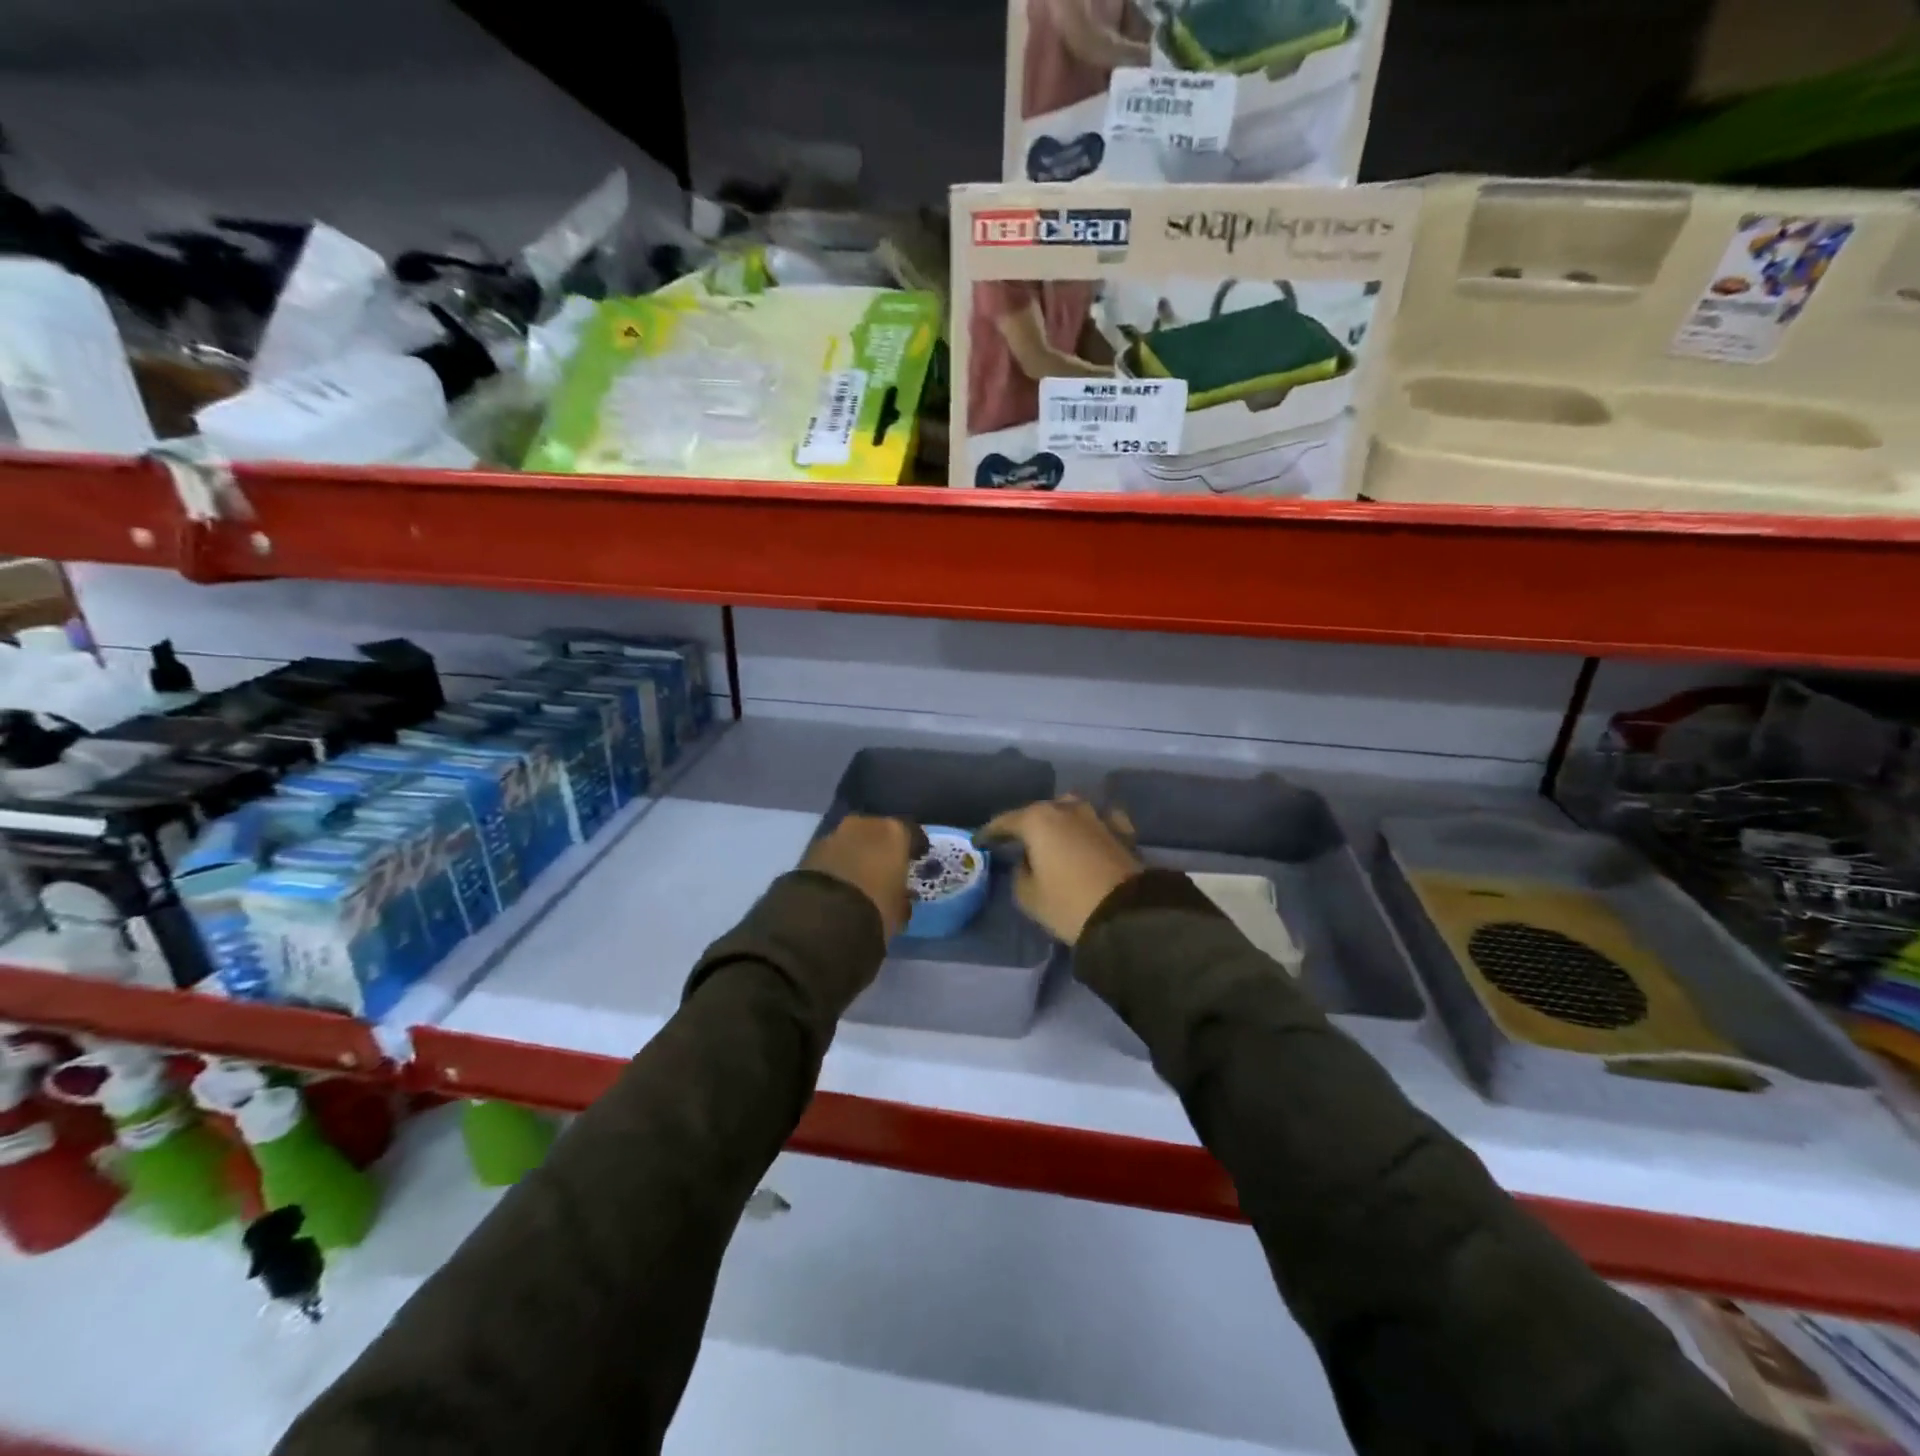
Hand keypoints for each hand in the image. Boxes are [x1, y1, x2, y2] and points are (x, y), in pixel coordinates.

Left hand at [801, 815, 925, 939]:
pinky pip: (833, 854)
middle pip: (878, 831)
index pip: (911, 832)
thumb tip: (901, 898)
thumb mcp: (899, 910)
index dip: (915, 846)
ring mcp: (834, 834)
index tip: (917, 859)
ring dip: (857, 853)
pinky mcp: (810, 850)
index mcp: (893, 832)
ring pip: (852, 840)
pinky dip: (838, 863)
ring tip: (860, 876)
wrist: (823, 917)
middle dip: (882, 846)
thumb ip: (902, 898)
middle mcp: (864, 824)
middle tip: (886, 866)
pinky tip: (841, 882)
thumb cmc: (876, 908)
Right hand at [975, 796, 1141, 943]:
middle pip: (1040, 812)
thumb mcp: (1028, 896)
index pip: (1006, 821)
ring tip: (1053, 837)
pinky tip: (1089, 835)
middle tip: (1017, 841)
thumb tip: (1027, 861)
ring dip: (1060, 821)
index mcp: (1038, 820)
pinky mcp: (1122, 831)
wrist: (1127, 915)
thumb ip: (1019, 873)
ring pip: (1071, 810)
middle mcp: (1067, 809)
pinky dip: (1090, 827)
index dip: (990, 832)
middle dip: (1027, 824)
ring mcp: (1097, 816)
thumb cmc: (1068, 904)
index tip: (980, 841)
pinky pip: (1100, 821)